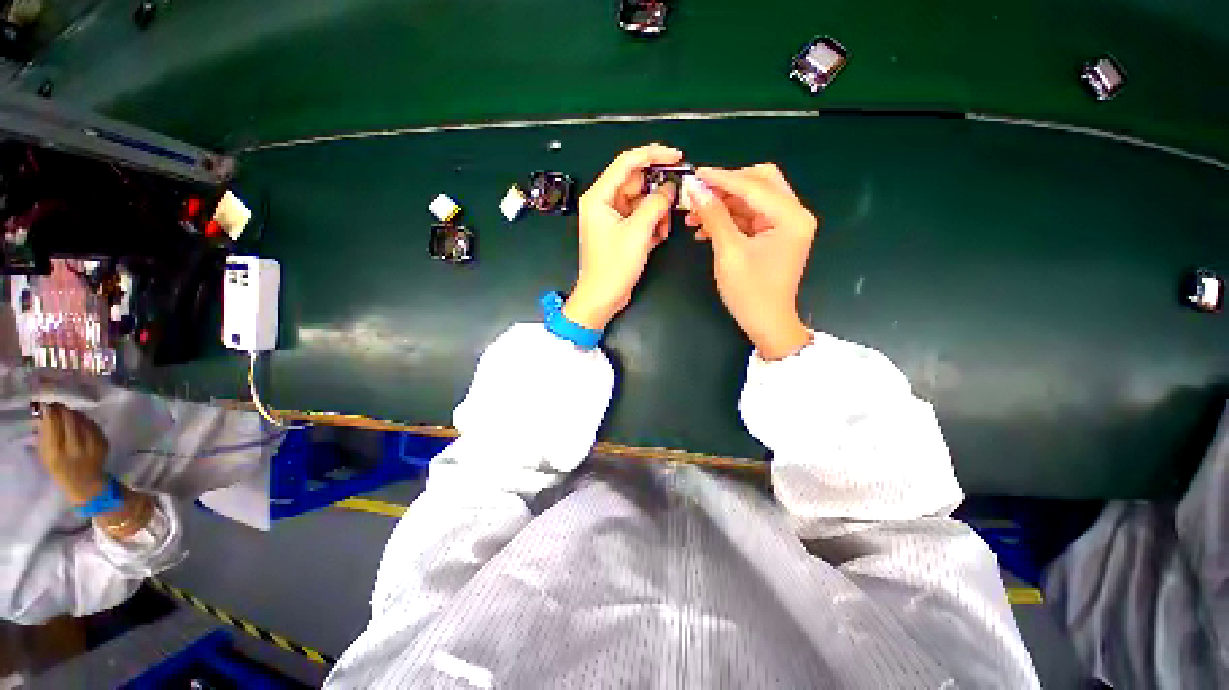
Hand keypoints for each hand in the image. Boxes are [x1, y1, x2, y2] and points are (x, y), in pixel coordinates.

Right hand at [36, 402, 109, 505]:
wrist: (86, 484)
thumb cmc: (61, 470)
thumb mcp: (46, 456)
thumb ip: (44, 436)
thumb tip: (43, 414)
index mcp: (56, 453)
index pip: (53, 424)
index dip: (50, 411)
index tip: (47, 405)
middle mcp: (75, 448)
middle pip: (69, 419)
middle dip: (62, 409)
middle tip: (57, 405)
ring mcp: (91, 446)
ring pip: (82, 420)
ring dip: (74, 413)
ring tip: (67, 412)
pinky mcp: (103, 444)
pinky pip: (93, 426)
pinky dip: (85, 420)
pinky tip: (80, 421)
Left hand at [565, 143, 683, 329]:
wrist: (602, 298)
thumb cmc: (613, 267)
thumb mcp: (637, 232)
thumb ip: (655, 204)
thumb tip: (670, 188)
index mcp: (599, 197)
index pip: (627, 162)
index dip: (653, 154)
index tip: (676, 156)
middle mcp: (605, 203)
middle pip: (637, 183)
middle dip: (658, 193)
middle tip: (677, 201)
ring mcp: (613, 218)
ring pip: (642, 202)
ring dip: (657, 213)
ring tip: (663, 230)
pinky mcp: (621, 232)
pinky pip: (641, 218)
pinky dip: (652, 224)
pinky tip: (658, 237)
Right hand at [684, 164, 817, 359]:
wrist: (766, 324)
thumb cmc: (750, 292)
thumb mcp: (729, 252)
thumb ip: (714, 216)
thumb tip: (696, 189)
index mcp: (790, 216)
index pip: (754, 185)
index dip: (722, 178)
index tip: (695, 174)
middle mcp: (792, 215)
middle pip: (758, 183)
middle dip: (726, 187)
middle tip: (698, 194)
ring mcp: (783, 226)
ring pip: (750, 200)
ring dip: (722, 205)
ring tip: (693, 216)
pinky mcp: (773, 237)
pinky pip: (748, 218)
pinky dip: (727, 220)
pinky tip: (704, 229)